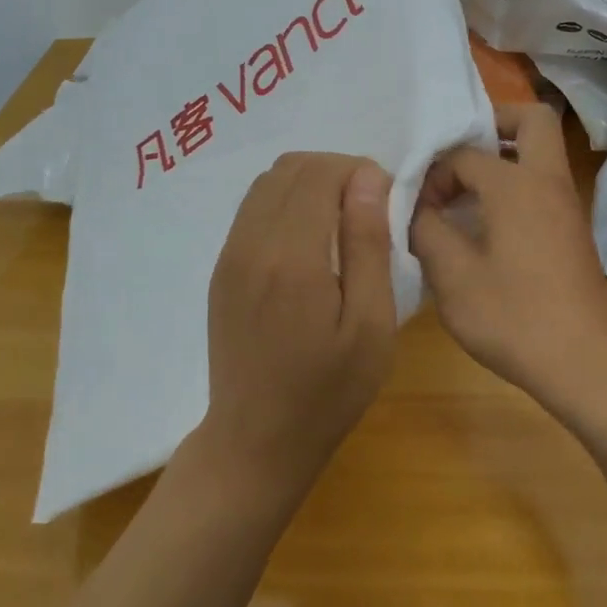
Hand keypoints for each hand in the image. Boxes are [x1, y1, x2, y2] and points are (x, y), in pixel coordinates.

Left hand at [200, 152, 399, 501]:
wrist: (256, 439)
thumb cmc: (328, 390)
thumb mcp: (370, 325)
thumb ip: (368, 244)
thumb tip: (368, 178)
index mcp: (291, 255)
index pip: (320, 172)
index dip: (358, 173)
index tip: (384, 205)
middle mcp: (251, 242)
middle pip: (291, 167)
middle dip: (335, 172)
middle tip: (366, 211)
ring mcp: (229, 254)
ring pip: (268, 183)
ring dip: (308, 185)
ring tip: (339, 224)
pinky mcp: (221, 268)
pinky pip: (253, 209)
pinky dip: (285, 204)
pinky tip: (308, 244)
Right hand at [411, 104, 606, 403]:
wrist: (585, 364)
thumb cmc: (513, 317)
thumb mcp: (451, 275)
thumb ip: (426, 229)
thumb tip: (417, 208)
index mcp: (517, 184)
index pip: (465, 154)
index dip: (433, 174)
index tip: (417, 208)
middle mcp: (548, 182)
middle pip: (531, 120)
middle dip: (493, 125)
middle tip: (457, 157)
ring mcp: (567, 206)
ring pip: (540, 154)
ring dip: (504, 158)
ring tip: (463, 194)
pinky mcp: (573, 232)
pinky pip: (542, 186)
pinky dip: (515, 187)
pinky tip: (486, 227)